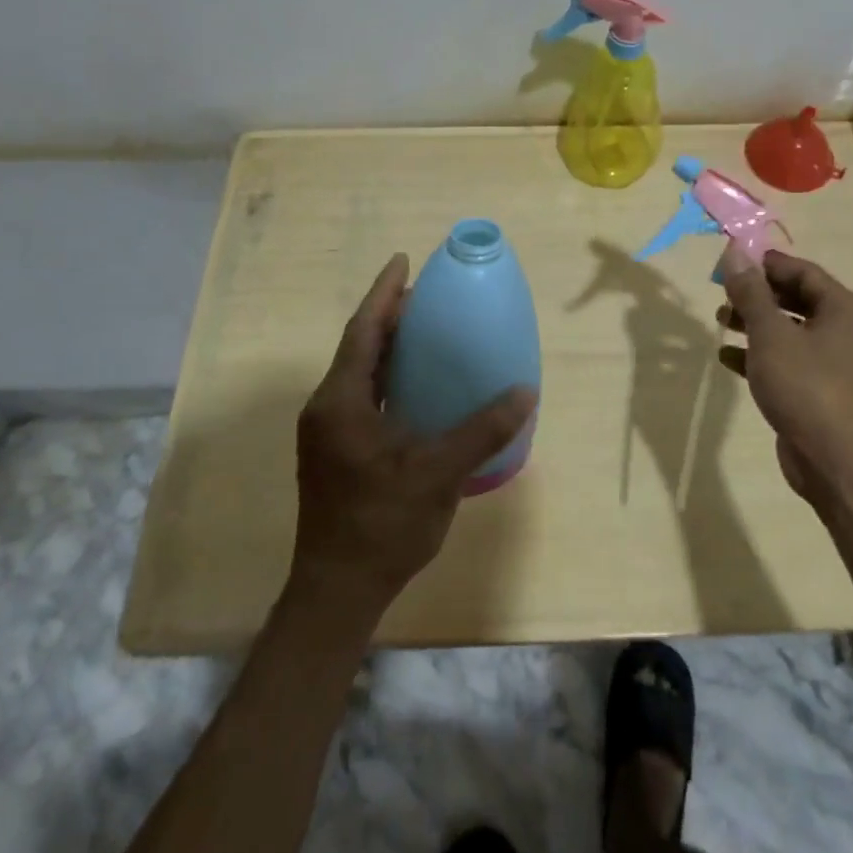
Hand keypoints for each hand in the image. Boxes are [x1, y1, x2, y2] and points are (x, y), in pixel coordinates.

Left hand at [289, 254, 535, 621]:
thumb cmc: (382, 526)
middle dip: (389, 316)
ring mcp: (329, 432)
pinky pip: (364, 396)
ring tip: (425, 330)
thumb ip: (481, 431)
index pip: (363, 332)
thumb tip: (524, 393)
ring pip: (360, 373)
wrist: (338, 591)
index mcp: (340, 403)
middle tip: (426, 294)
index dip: (384, 294)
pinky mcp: (337, 451)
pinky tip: (417, 385)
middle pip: (359, 347)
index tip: (402, 260)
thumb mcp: (437, 474)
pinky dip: (388, 378)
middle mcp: (327, 409)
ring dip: (388, 346)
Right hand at [718, 247, 852, 501]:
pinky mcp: (822, 389)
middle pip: (797, 299)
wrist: (834, 459)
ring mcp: (837, 362)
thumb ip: (750, 292)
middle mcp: (848, 330)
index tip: (730, 264)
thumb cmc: (805, 384)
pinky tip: (728, 358)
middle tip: (722, 295)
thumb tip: (735, 252)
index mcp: (846, 308)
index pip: (803, 271)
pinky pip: (789, 359)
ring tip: (720, 322)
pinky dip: (761, 354)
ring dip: (755, 324)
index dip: (765, 265)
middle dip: (757, 296)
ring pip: (791, 330)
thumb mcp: (770, 332)